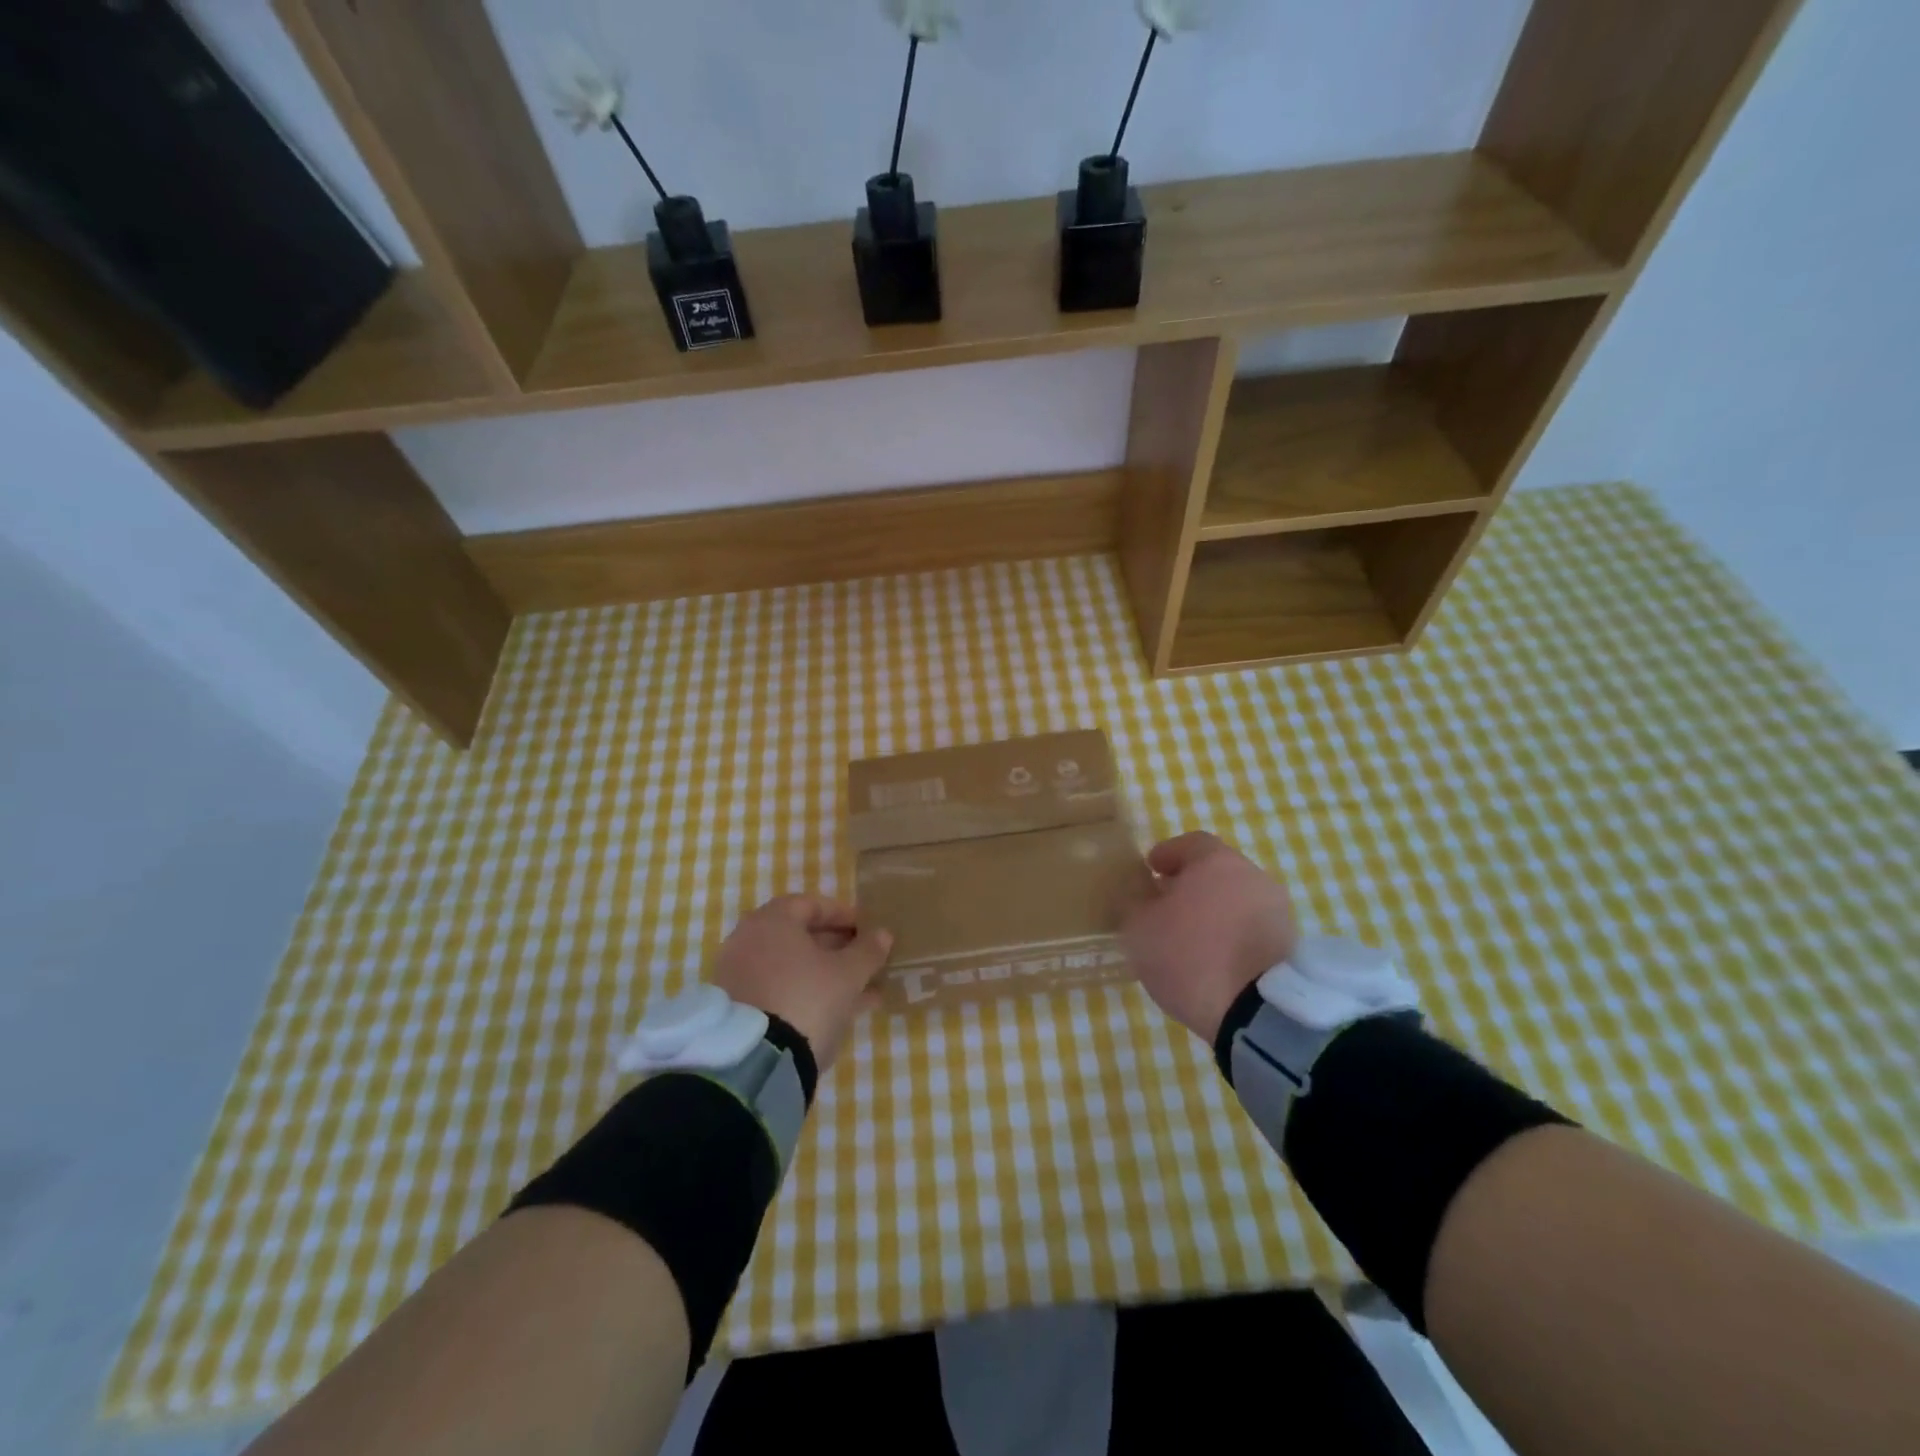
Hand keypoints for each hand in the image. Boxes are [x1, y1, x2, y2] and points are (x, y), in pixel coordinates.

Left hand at [710, 896, 892, 1069]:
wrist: (756, 1062)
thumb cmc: (807, 999)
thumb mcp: (848, 975)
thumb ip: (868, 951)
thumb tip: (882, 934)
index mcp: (772, 921)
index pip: (811, 905)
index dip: (843, 915)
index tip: (868, 929)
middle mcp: (748, 941)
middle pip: (799, 936)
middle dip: (836, 947)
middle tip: (864, 959)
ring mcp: (739, 976)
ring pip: (791, 967)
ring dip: (825, 974)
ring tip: (862, 989)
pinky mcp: (737, 1009)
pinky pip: (779, 990)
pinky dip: (806, 993)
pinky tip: (839, 1011)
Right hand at [1122, 832, 1299, 1041]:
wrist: (1256, 1012)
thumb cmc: (1190, 955)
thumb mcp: (1139, 929)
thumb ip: (1137, 904)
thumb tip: (1144, 896)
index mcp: (1215, 861)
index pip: (1190, 843)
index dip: (1167, 854)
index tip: (1150, 870)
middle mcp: (1251, 875)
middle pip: (1216, 871)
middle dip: (1190, 884)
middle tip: (1166, 905)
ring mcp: (1276, 910)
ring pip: (1235, 899)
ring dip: (1213, 911)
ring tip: (1189, 937)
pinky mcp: (1288, 944)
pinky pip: (1250, 927)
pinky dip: (1231, 934)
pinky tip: (1213, 957)